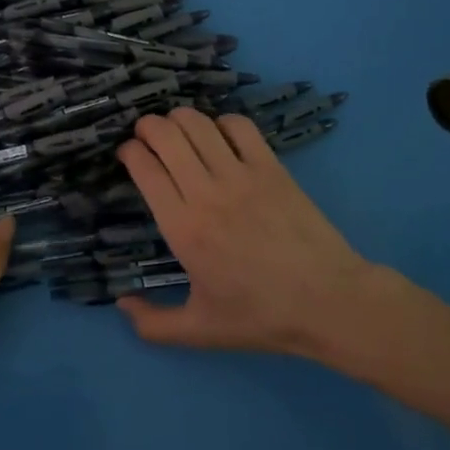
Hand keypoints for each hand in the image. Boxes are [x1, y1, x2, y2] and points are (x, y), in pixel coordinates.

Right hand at [114, 107, 395, 357]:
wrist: (328, 302)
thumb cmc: (260, 317)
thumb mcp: (199, 331)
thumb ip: (152, 324)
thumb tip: (121, 303)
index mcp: (183, 228)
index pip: (145, 168)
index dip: (129, 152)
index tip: (128, 154)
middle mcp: (206, 193)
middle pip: (166, 134)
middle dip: (148, 126)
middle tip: (146, 135)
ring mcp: (241, 175)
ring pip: (199, 124)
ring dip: (179, 118)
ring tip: (176, 128)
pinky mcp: (272, 167)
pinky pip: (240, 126)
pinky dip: (222, 122)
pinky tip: (220, 135)